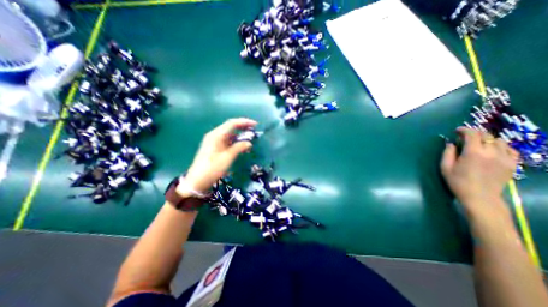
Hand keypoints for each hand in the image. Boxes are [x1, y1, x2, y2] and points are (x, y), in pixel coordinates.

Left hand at [181, 118, 255, 191]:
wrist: (198, 180)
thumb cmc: (213, 168)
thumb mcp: (228, 157)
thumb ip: (239, 147)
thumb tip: (249, 143)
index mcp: (216, 135)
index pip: (232, 123)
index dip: (244, 122)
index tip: (255, 124)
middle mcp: (215, 135)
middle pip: (230, 127)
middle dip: (243, 127)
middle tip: (254, 129)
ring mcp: (214, 141)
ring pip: (229, 134)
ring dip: (240, 135)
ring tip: (250, 139)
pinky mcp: (215, 147)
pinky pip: (227, 141)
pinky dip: (235, 142)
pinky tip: (242, 147)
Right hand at [440, 127, 518, 214]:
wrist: (480, 197)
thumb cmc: (458, 182)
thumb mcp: (445, 167)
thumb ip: (448, 153)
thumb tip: (451, 143)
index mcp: (473, 153)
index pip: (472, 134)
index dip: (464, 130)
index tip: (457, 130)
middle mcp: (491, 153)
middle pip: (486, 136)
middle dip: (475, 133)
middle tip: (465, 136)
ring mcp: (505, 158)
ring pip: (499, 141)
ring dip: (487, 139)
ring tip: (479, 144)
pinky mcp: (512, 164)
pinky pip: (510, 150)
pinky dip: (500, 147)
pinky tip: (493, 150)